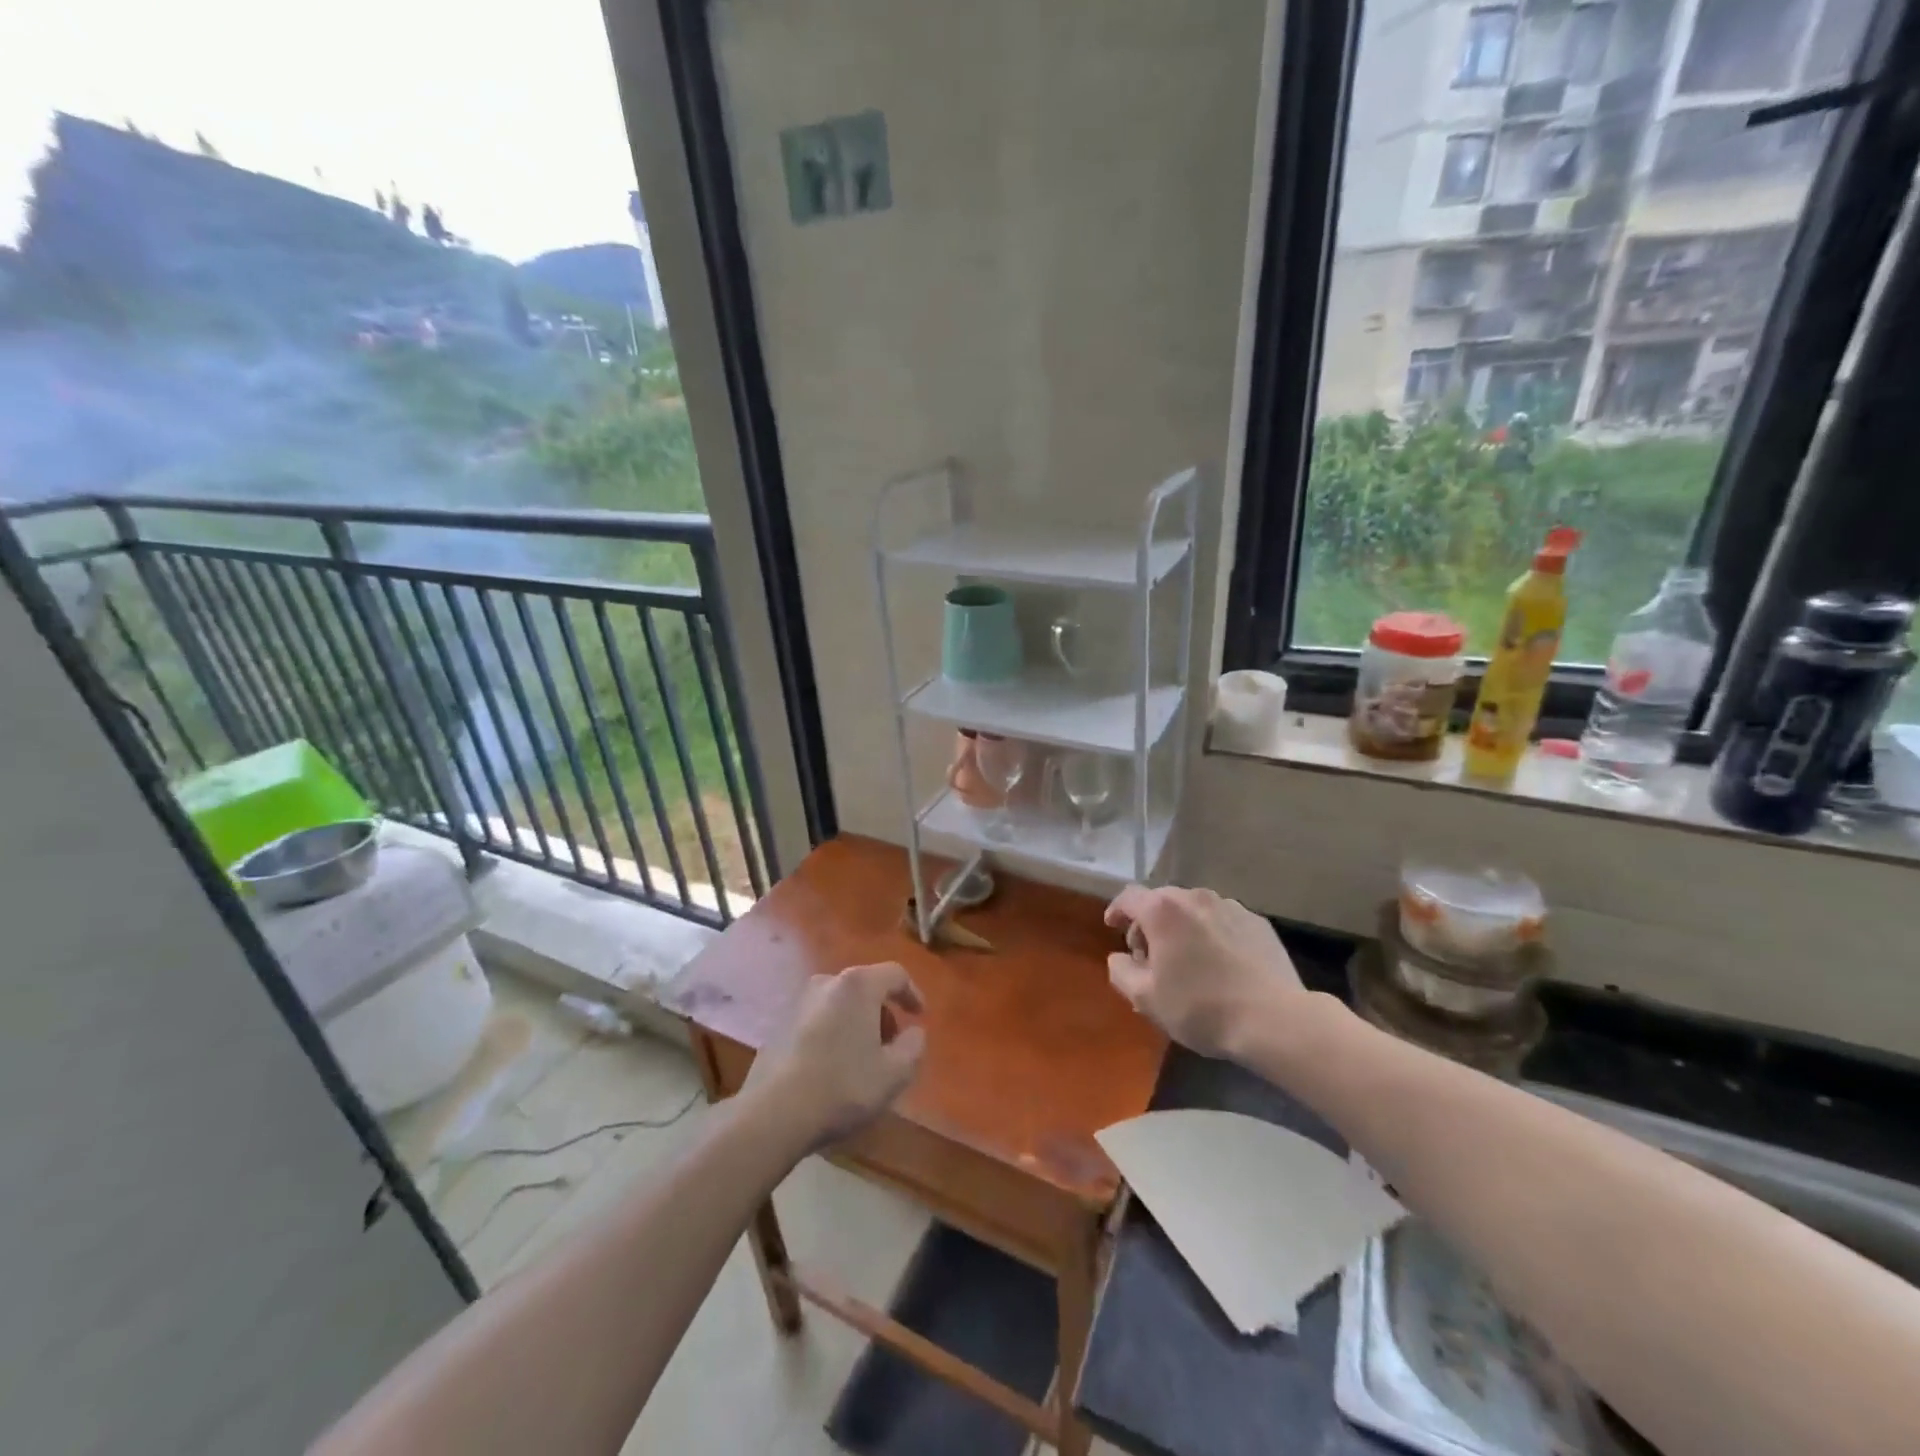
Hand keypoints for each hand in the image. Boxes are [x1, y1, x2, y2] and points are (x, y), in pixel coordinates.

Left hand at [746, 962, 926, 1147]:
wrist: (774, 1113)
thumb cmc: (843, 1086)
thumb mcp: (895, 1073)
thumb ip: (914, 1046)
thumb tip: (913, 1032)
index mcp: (858, 985)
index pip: (895, 974)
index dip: (912, 993)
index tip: (920, 1017)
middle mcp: (827, 982)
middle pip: (865, 987)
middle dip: (883, 1012)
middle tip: (892, 1044)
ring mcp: (798, 1002)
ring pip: (840, 1004)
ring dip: (857, 1023)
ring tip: (862, 1059)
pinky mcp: (779, 1024)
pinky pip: (818, 1020)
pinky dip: (833, 1033)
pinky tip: (833, 1067)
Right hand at [1104, 884, 1304, 1059]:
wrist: (1274, 1019)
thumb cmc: (1201, 1007)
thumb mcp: (1146, 998)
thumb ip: (1121, 971)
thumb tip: (1119, 958)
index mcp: (1162, 910)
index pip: (1129, 897)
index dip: (1116, 910)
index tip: (1112, 926)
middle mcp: (1195, 897)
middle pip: (1161, 901)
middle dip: (1149, 924)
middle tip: (1150, 958)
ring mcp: (1230, 906)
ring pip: (1193, 910)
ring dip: (1182, 928)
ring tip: (1187, 961)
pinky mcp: (1257, 922)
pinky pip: (1222, 921)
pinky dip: (1211, 934)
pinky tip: (1220, 964)